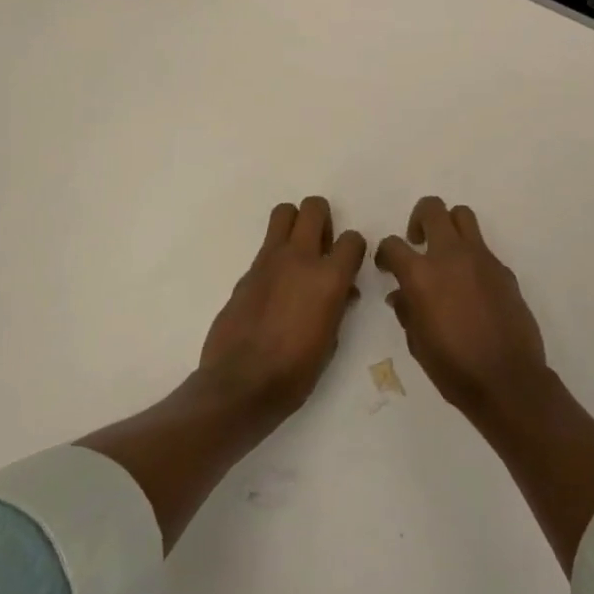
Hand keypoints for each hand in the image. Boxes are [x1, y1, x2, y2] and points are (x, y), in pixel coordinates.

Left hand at [200, 197, 366, 418]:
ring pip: (284, 213)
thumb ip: (338, 307)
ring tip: (298, 253)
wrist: (239, 385)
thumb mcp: (331, 343)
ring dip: (295, 224)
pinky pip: (266, 247)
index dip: (354, 249)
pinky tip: (275, 286)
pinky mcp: (246, 272)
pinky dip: (276, 255)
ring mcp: (269, 262)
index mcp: (328, 279)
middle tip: (322, 247)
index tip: (349, 265)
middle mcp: (300, 259)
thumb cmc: (294, 373)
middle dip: (323, 219)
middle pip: (314, 208)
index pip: (352, 239)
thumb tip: (342, 292)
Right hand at [377, 197, 549, 423]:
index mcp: (421, 275)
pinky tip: (471, 287)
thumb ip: (407, 311)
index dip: (385, 253)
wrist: (508, 380)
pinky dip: (470, 256)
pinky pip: (482, 248)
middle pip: (432, 209)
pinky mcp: (503, 269)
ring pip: (462, 216)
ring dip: (449, 225)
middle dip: (419, 219)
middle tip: (418, 243)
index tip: (387, 267)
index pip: (393, 244)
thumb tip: (400, 294)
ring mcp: (481, 258)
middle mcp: (450, 255)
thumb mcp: (418, 343)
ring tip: (445, 253)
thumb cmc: (454, 368)